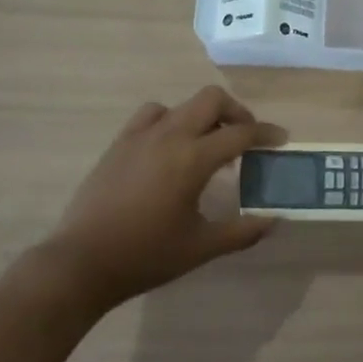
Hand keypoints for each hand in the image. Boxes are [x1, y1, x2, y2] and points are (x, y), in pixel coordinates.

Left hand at [43, 86, 285, 311]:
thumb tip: (275, 220)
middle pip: (212, 99)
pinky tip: (170, 146)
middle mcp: (170, 135)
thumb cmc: (145, 255)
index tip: (280, 140)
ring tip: (208, 143)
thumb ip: (242, 232)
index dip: (266, 134)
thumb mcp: (201, 247)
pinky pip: (152, 114)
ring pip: (182, 104)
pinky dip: (170, 120)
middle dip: (236, 112)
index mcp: (193, 158)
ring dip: (203, 116)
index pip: (240, 133)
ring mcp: (141, 135)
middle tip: (246, 138)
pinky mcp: (120, 142)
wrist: (82, 262)